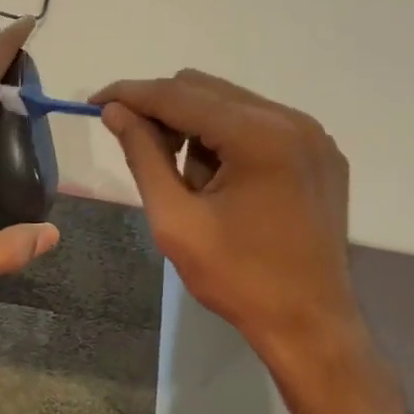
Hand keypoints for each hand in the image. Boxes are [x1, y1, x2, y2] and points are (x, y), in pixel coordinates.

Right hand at [92, 70, 363, 371]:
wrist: (310, 325)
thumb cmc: (238, 278)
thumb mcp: (176, 220)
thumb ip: (143, 156)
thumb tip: (115, 111)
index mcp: (259, 136)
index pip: (179, 95)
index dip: (132, 94)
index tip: (94, 101)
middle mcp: (292, 120)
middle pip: (206, 89)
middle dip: (163, 112)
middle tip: (140, 151)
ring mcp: (312, 134)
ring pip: (230, 103)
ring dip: (195, 128)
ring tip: (191, 183)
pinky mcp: (319, 152)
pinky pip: (258, 123)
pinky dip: (226, 138)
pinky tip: (221, 181)